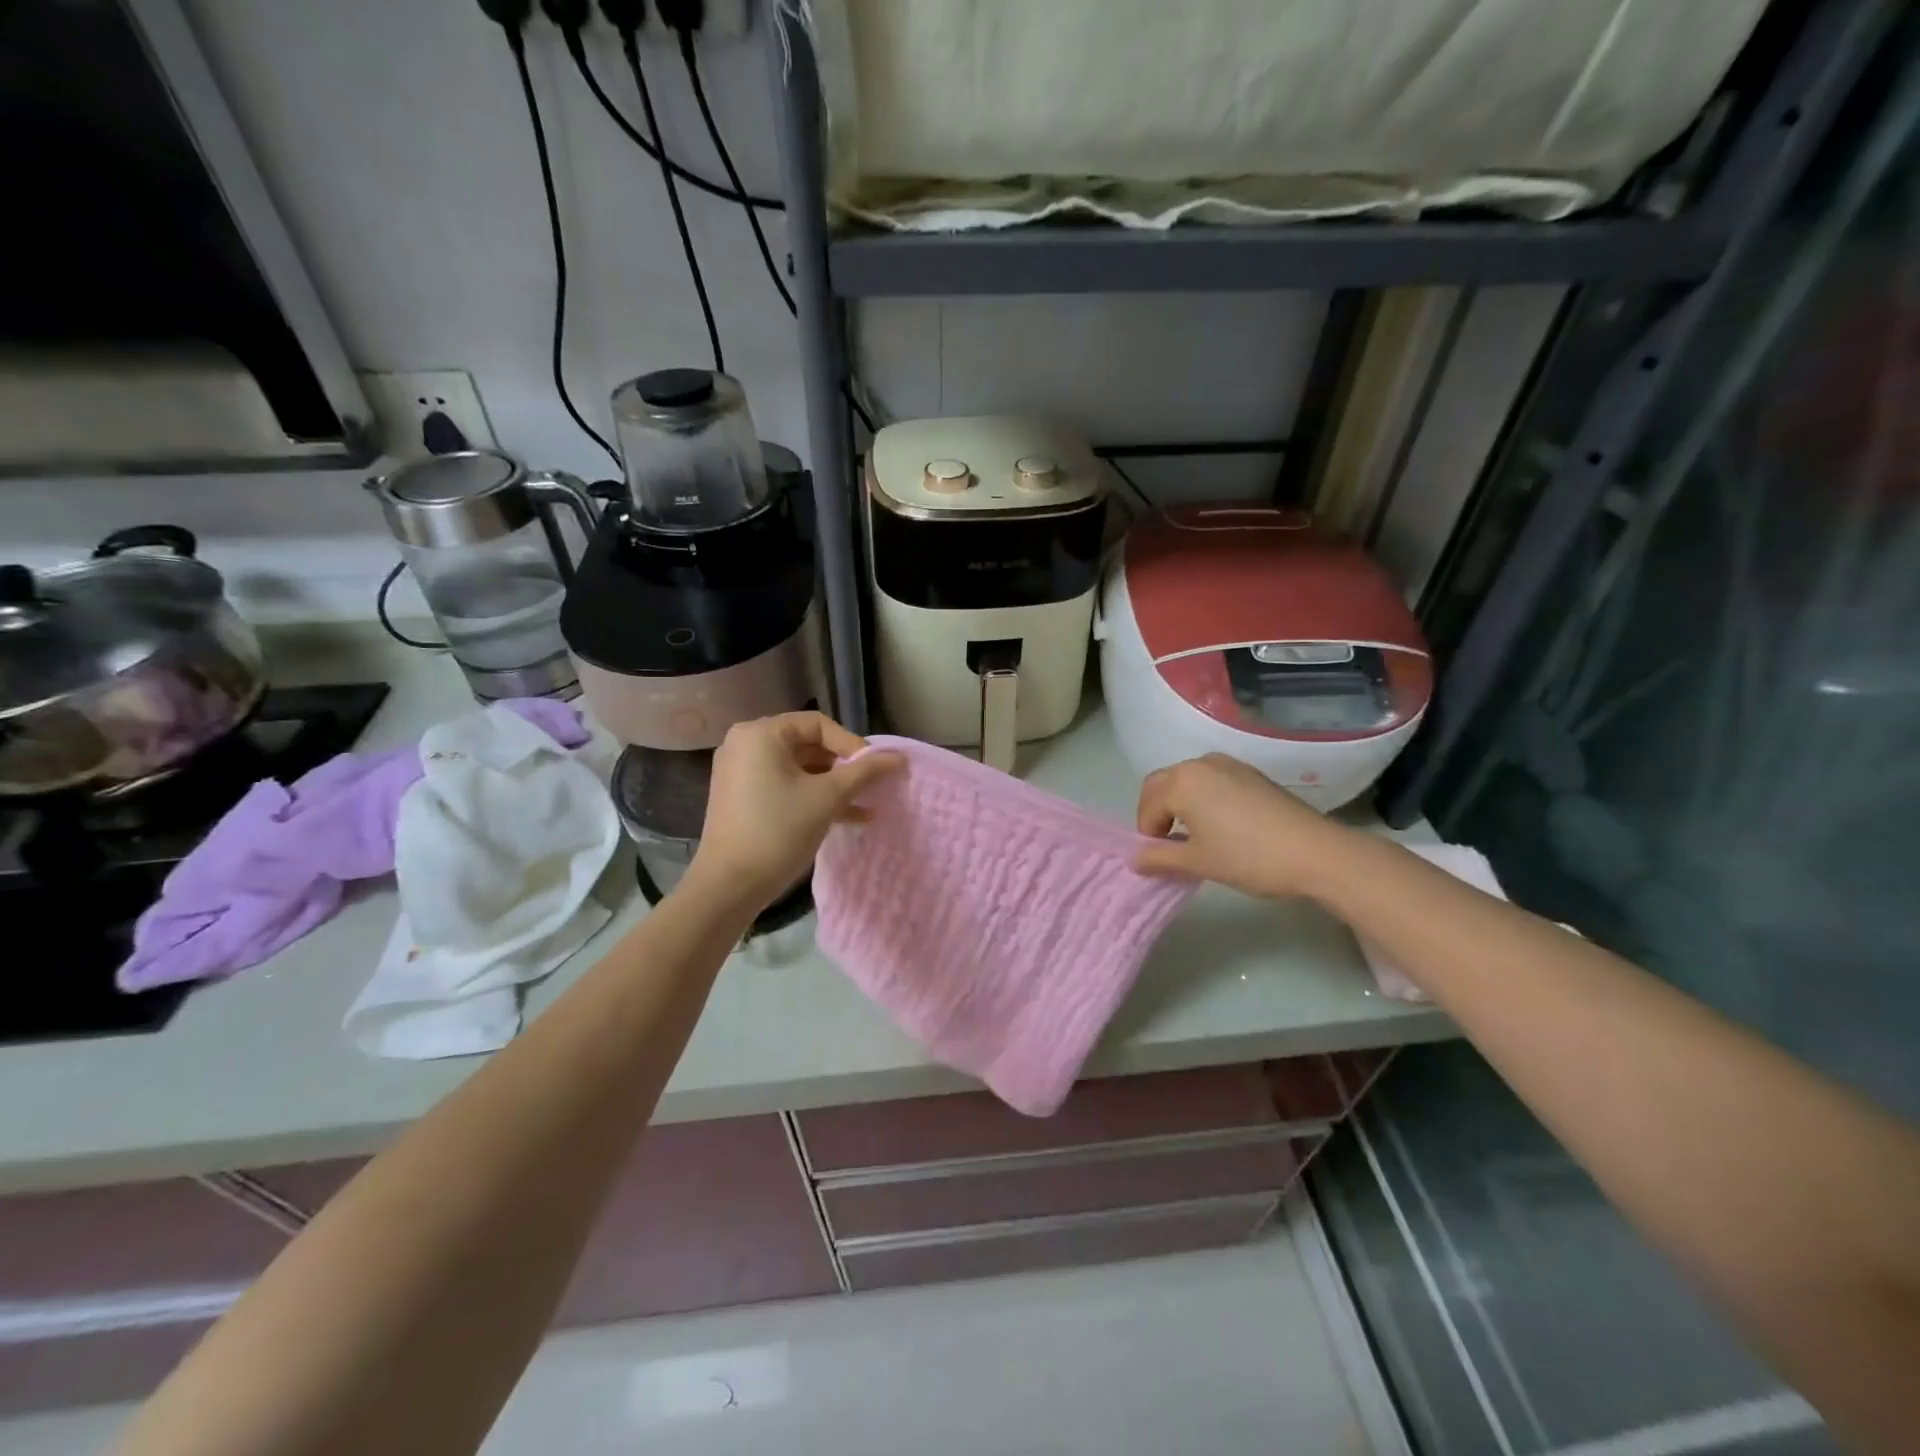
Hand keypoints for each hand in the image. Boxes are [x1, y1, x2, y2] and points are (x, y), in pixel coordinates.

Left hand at [684, 712, 903, 909]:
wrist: (729, 885)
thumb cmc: (779, 830)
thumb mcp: (828, 797)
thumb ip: (864, 772)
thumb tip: (898, 757)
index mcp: (761, 734)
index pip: (818, 724)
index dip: (851, 744)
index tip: (875, 769)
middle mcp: (746, 745)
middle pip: (808, 745)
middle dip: (844, 767)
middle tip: (871, 786)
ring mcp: (741, 772)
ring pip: (799, 769)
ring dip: (833, 785)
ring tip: (866, 804)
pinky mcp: (742, 798)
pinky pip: (785, 786)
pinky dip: (812, 797)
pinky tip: (847, 817)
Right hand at [1133, 754, 1351, 900]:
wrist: (1315, 852)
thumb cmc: (1248, 857)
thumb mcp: (1198, 862)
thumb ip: (1160, 858)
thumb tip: (1135, 859)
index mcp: (1182, 782)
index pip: (1148, 803)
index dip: (1146, 831)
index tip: (1156, 857)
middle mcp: (1201, 764)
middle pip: (1163, 784)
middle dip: (1157, 812)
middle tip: (1165, 844)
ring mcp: (1229, 765)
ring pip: (1188, 780)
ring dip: (1179, 803)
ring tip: (1192, 836)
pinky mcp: (1251, 774)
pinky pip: (1212, 781)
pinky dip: (1203, 798)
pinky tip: (1219, 825)